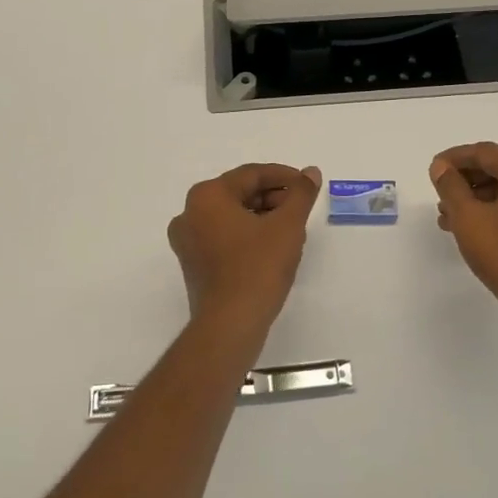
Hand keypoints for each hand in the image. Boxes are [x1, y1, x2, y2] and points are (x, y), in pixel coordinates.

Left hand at [168, 163, 322, 337]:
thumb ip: (301, 194)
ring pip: (231, 216)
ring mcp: (187, 241)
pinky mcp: (193, 264)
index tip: (307, 185)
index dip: (284, 177)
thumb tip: (310, 172)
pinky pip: (223, 236)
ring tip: (291, 228)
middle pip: (239, 193)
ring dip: (261, 216)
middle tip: (300, 207)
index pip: (251, 174)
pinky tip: (271, 246)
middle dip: (273, 197)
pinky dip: (247, 234)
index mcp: (207, 196)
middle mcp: (189, 213)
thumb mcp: (287, 225)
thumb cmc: (258, 267)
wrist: (230, 324)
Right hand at [430, 142, 497, 334]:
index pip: (484, 153)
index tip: (432, 171)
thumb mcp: (468, 217)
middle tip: (438, 197)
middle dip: (463, 182)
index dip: (453, 159)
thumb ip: (450, 186)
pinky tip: (471, 228)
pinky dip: (493, 211)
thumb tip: (440, 167)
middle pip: (496, 169)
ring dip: (475, 199)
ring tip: (448, 218)